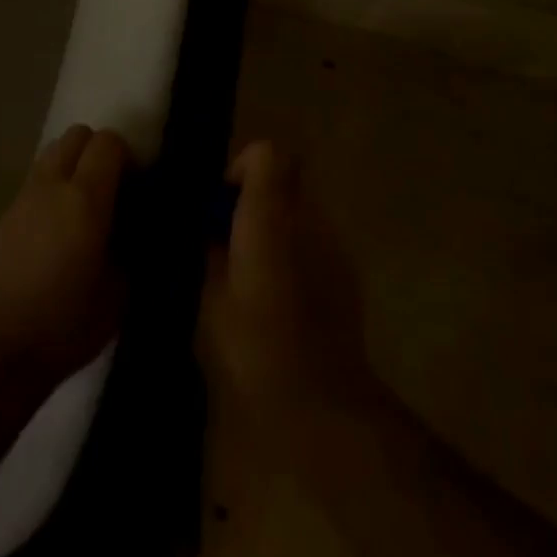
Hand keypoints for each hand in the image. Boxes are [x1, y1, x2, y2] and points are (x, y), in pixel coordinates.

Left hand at [0, 125, 131, 384]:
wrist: (0, 349)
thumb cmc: (67, 323)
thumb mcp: (120, 291)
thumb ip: (129, 246)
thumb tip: (130, 227)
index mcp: (85, 198)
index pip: (108, 142)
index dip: (126, 155)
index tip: (135, 184)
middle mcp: (52, 185)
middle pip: (76, 135)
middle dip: (97, 151)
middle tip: (111, 188)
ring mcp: (23, 197)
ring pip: (51, 153)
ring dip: (72, 165)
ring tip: (82, 206)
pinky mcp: (5, 216)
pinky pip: (35, 182)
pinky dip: (51, 189)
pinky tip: (57, 229)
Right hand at [201, 141, 374, 433]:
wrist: (320, 402)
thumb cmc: (253, 346)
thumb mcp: (209, 296)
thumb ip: (209, 250)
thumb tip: (209, 230)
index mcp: (270, 217)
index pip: (267, 154)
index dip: (242, 169)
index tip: (221, 206)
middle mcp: (308, 219)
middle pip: (284, 181)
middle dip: (255, 201)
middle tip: (229, 242)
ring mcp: (334, 245)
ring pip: (299, 212)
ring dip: (275, 228)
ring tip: (253, 274)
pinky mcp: (347, 273)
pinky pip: (314, 243)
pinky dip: (295, 253)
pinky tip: (281, 297)